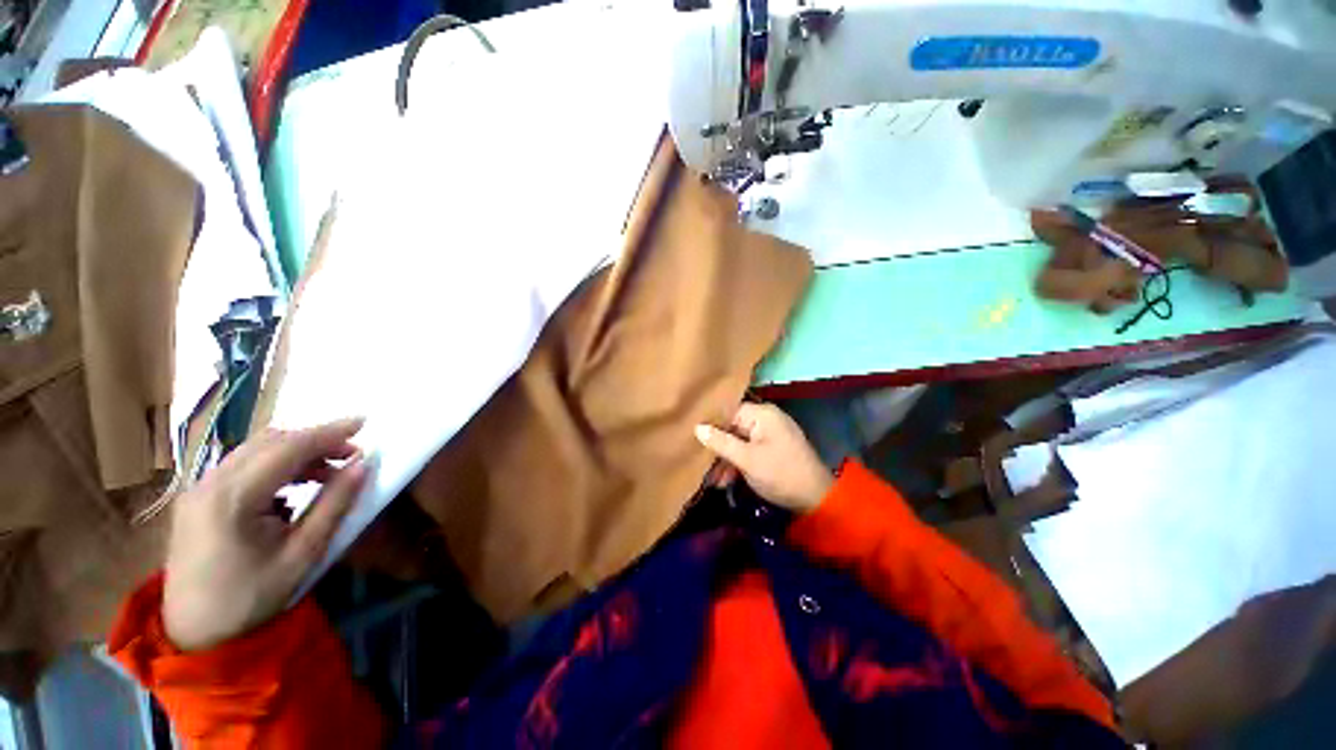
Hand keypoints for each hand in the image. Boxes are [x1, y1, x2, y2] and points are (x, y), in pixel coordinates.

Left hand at [162, 418, 368, 650]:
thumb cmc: (251, 597)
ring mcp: (198, 489)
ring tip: (328, 469)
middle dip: (315, 440)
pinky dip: (275, 464)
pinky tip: (293, 486)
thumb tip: (363, 466)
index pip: (287, 448)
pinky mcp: (197, 498)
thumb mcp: (302, 554)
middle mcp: (209, 484)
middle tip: (351, 454)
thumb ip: (334, 505)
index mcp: (232, 499)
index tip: (364, 423)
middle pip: (269, 442)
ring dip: (296, 451)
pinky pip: (242, 465)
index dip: (328, 432)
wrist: (195, 633)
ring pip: (254, 450)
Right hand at [695, 403, 832, 513]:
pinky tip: (727, 480)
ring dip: (727, 460)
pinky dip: (739, 463)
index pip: (728, 412)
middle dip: (718, 448)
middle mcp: (766, 419)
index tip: (693, 439)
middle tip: (702, 466)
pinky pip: (750, 449)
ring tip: (713, 480)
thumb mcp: (747, 459)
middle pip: (733, 427)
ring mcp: (771, 434)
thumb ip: (721, 442)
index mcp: (762, 414)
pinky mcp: (773, 448)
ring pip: (740, 441)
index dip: (711, 426)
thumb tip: (697, 428)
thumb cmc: (780, 473)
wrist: (816, 498)